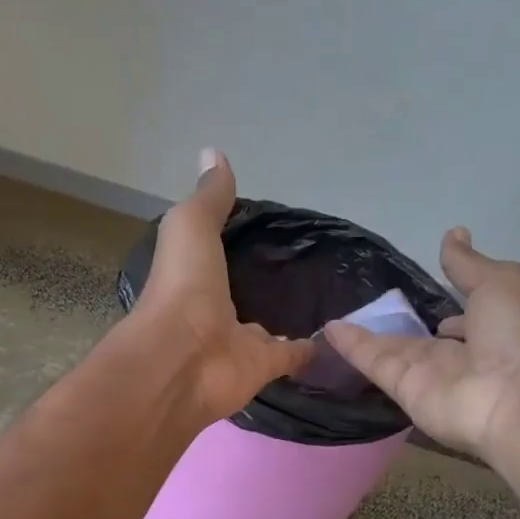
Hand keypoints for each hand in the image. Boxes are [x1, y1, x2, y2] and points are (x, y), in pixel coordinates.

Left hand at [131, 149, 313, 420]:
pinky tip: (338, 335)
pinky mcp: (265, 367)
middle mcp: (215, 310)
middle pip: (243, 294)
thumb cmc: (181, 287)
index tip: (267, 226)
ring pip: (269, 328)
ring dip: (288, 317)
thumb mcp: (190, 227)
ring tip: (326, 296)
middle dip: (264, 283)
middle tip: (303, 263)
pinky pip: (294, 355)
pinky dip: (313, 349)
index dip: (236, 242)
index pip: (218, 256)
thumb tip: (213, 152)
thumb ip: (208, 198)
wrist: (182, 359)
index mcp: (193, 277)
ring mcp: (239, 342)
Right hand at [322, 228, 519, 460]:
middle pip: (421, 336)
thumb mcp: (500, 282)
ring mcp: (428, 374)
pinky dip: (351, 346)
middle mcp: (459, 354)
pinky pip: (373, 362)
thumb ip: (467, 264)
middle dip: (399, 323)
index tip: (425, 292)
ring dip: (364, 333)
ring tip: (332, 313)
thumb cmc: (518, 334)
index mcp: (491, 328)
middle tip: (367, 304)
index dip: (449, 305)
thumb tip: (453, 233)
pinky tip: (327, 329)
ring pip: (390, 348)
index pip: (463, 319)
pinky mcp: (403, 388)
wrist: (517, 397)